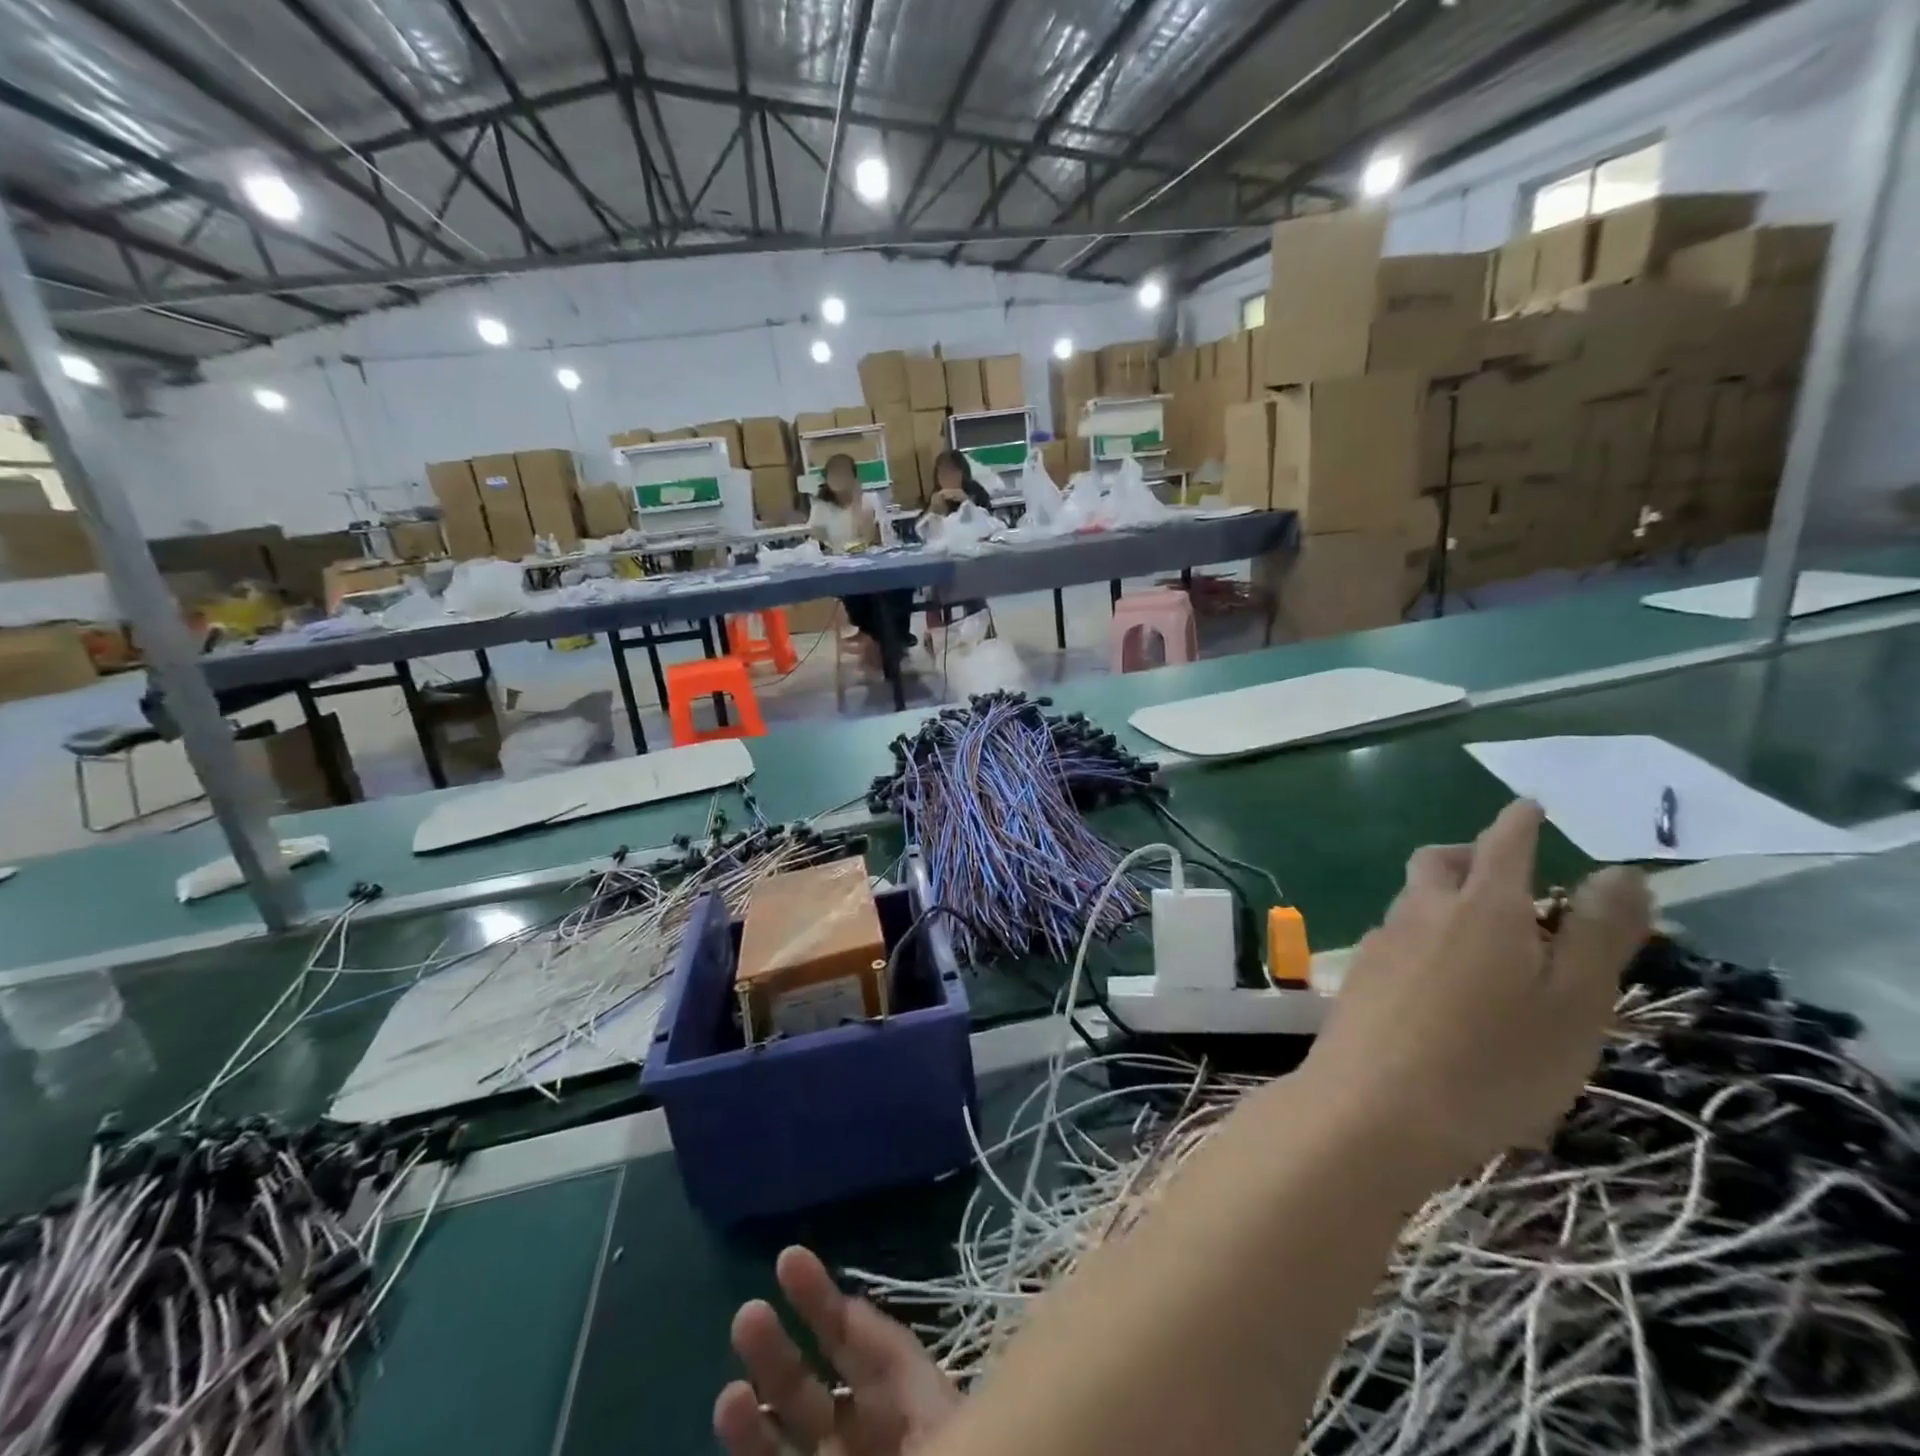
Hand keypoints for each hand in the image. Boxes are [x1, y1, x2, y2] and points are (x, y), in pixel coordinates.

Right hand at [714, 1246, 961, 1455]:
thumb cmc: (964, 1448)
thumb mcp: (931, 1410)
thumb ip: (884, 1356)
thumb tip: (849, 1307)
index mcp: (905, 1401)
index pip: (859, 1342)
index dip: (823, 1300)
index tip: (789, 1259)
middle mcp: (867, 1438)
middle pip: (815, 1389)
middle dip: (780, 1351)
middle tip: (747, 1314)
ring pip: (788, 1440)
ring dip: (756, 1414)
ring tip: (730, 1392)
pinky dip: (754, 1453)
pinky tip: (731, 1418)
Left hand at [1303, 799, 1650, 1185]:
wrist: (1372, 1106)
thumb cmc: (1493, 1062)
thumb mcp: (1574, 1004)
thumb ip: (1596, 934)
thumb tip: (1618, 870)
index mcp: (1481, 907)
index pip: (1502, 844)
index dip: (1519, 821)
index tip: (1529, 806)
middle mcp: (1421, 910)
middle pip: (1438, 861)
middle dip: (1471, 855)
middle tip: (1507, 876)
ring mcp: (1380, 942)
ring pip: (1412, 899)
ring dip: (1445, 899)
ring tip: (1485, 936)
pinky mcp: (1357, 976)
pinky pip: (1396, 938)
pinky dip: (1423, 938)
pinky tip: (1440, 982)